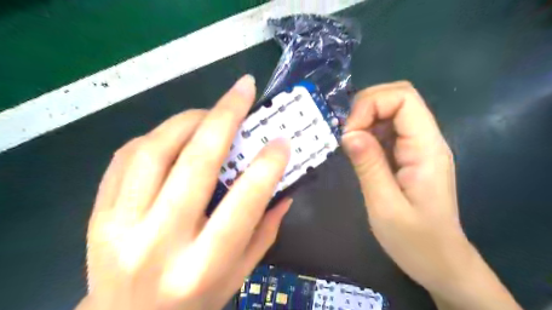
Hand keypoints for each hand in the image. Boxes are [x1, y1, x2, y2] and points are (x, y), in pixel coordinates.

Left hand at [79, 75, 292, 309]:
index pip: (242, 205)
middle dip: (225, 116)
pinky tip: (178, 134)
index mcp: (202, 266)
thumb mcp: (239, 275)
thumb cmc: (194, 302)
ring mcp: (119, 226)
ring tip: (211, 112)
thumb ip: (265, 231)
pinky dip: (158, 135)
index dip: (266, 166)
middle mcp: (159, 243)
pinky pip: (126, 157)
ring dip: (188, 120)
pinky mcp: (97, 214)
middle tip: (244, 89)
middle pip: (195, 164)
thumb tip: (284, 191)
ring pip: (155, 150)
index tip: (282, 140)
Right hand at [344, 82, 520, 309]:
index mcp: (426, 148)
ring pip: (391, 111)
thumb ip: (368, 166)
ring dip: (365, 119)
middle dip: (366, 107)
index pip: (403, 97)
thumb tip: (349, 133)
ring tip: (350, 145)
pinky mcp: (409, 155)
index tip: (349, 133)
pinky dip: (368, 132)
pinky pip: (387, 130)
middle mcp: (426, 139)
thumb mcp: (385, 206)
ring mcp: (418, 146)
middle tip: (348, 136)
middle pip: (398, 97)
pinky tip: (359, 151)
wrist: (440, 262)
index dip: (371, 105)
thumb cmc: (415, 241)